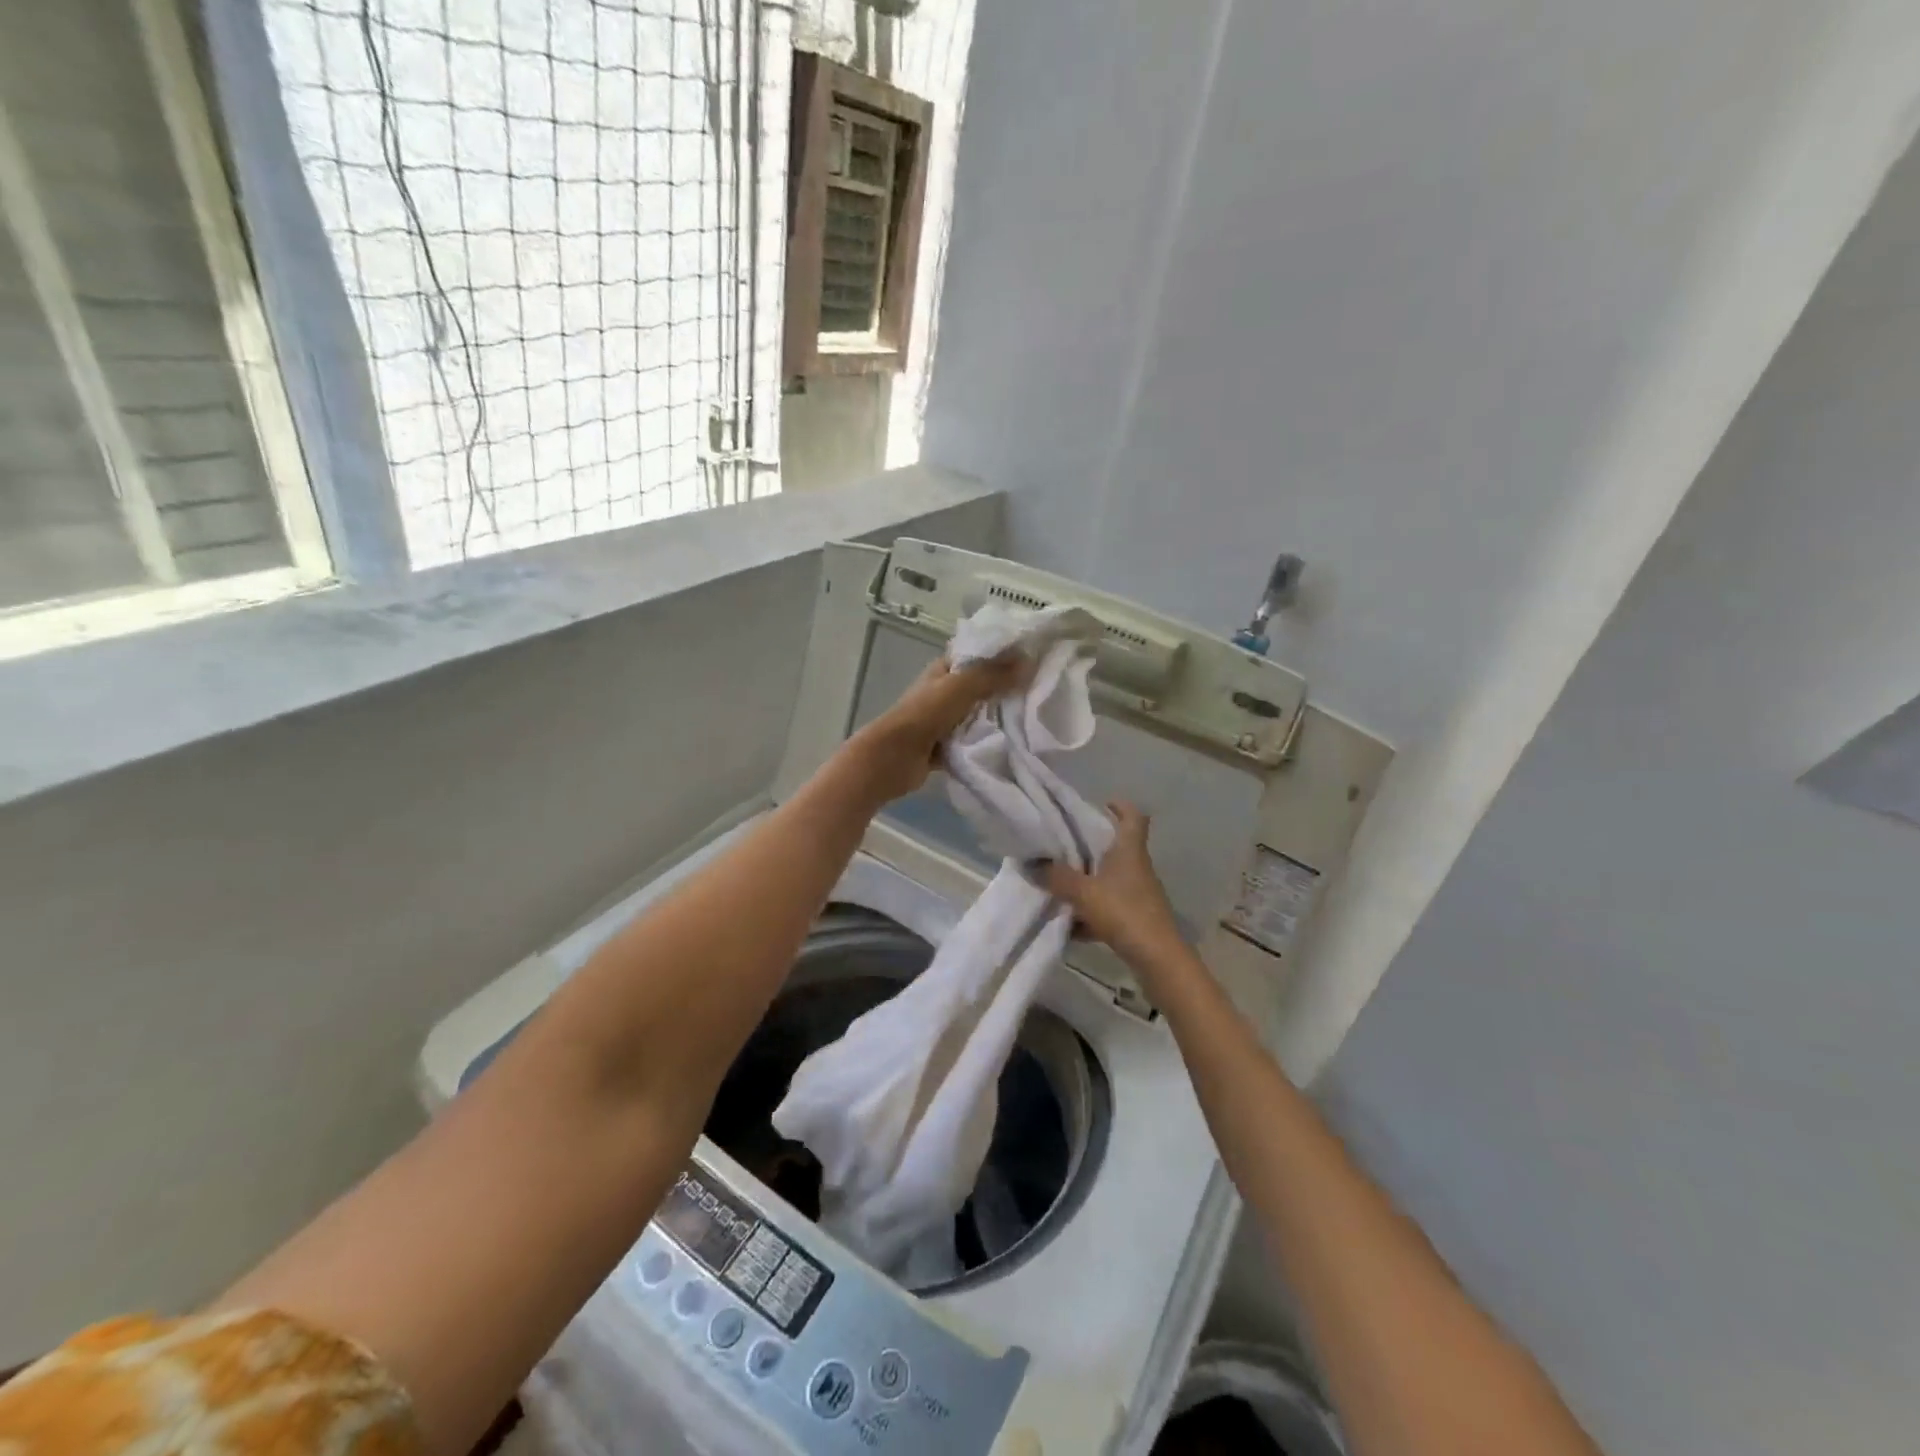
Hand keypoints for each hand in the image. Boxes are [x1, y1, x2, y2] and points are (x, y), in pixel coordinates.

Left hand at [847, 653, 1023, 801]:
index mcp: (944, 669)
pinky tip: (1014, 742)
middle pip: (982, 684)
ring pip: (979, 713)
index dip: (1003, 652)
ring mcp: (945, 719)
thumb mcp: (960, 687)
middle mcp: (944, 691)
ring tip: (1034, 715)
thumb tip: (1029, 661)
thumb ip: (993, 675)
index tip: (1036, 656)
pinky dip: (988, 740)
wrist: (893, 758)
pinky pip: (973, 739)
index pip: (978, 653)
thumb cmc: (924, 715)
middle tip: (1043, 689)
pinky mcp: (946, 745)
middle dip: (1007, 686)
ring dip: (999, 715)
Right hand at [1042, 801, 1185, 966]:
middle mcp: (1136, 868)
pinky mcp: (1135, 919)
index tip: (1101, 804)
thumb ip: (1056, 877)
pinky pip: (1108, 908)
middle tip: (1063, 846)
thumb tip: (1031, 863)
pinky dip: (1090, 914)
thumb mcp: (1083, 892)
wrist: (1158, 959)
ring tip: (1059, 886)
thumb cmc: (1124, 912)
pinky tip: (1069, 927)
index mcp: (1129, 851)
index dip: (1120, 806)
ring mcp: (1138, 894)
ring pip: (1110, 880)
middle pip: (1116, 848)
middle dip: (1090, 847)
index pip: (1133, 817)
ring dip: (1087, 882)